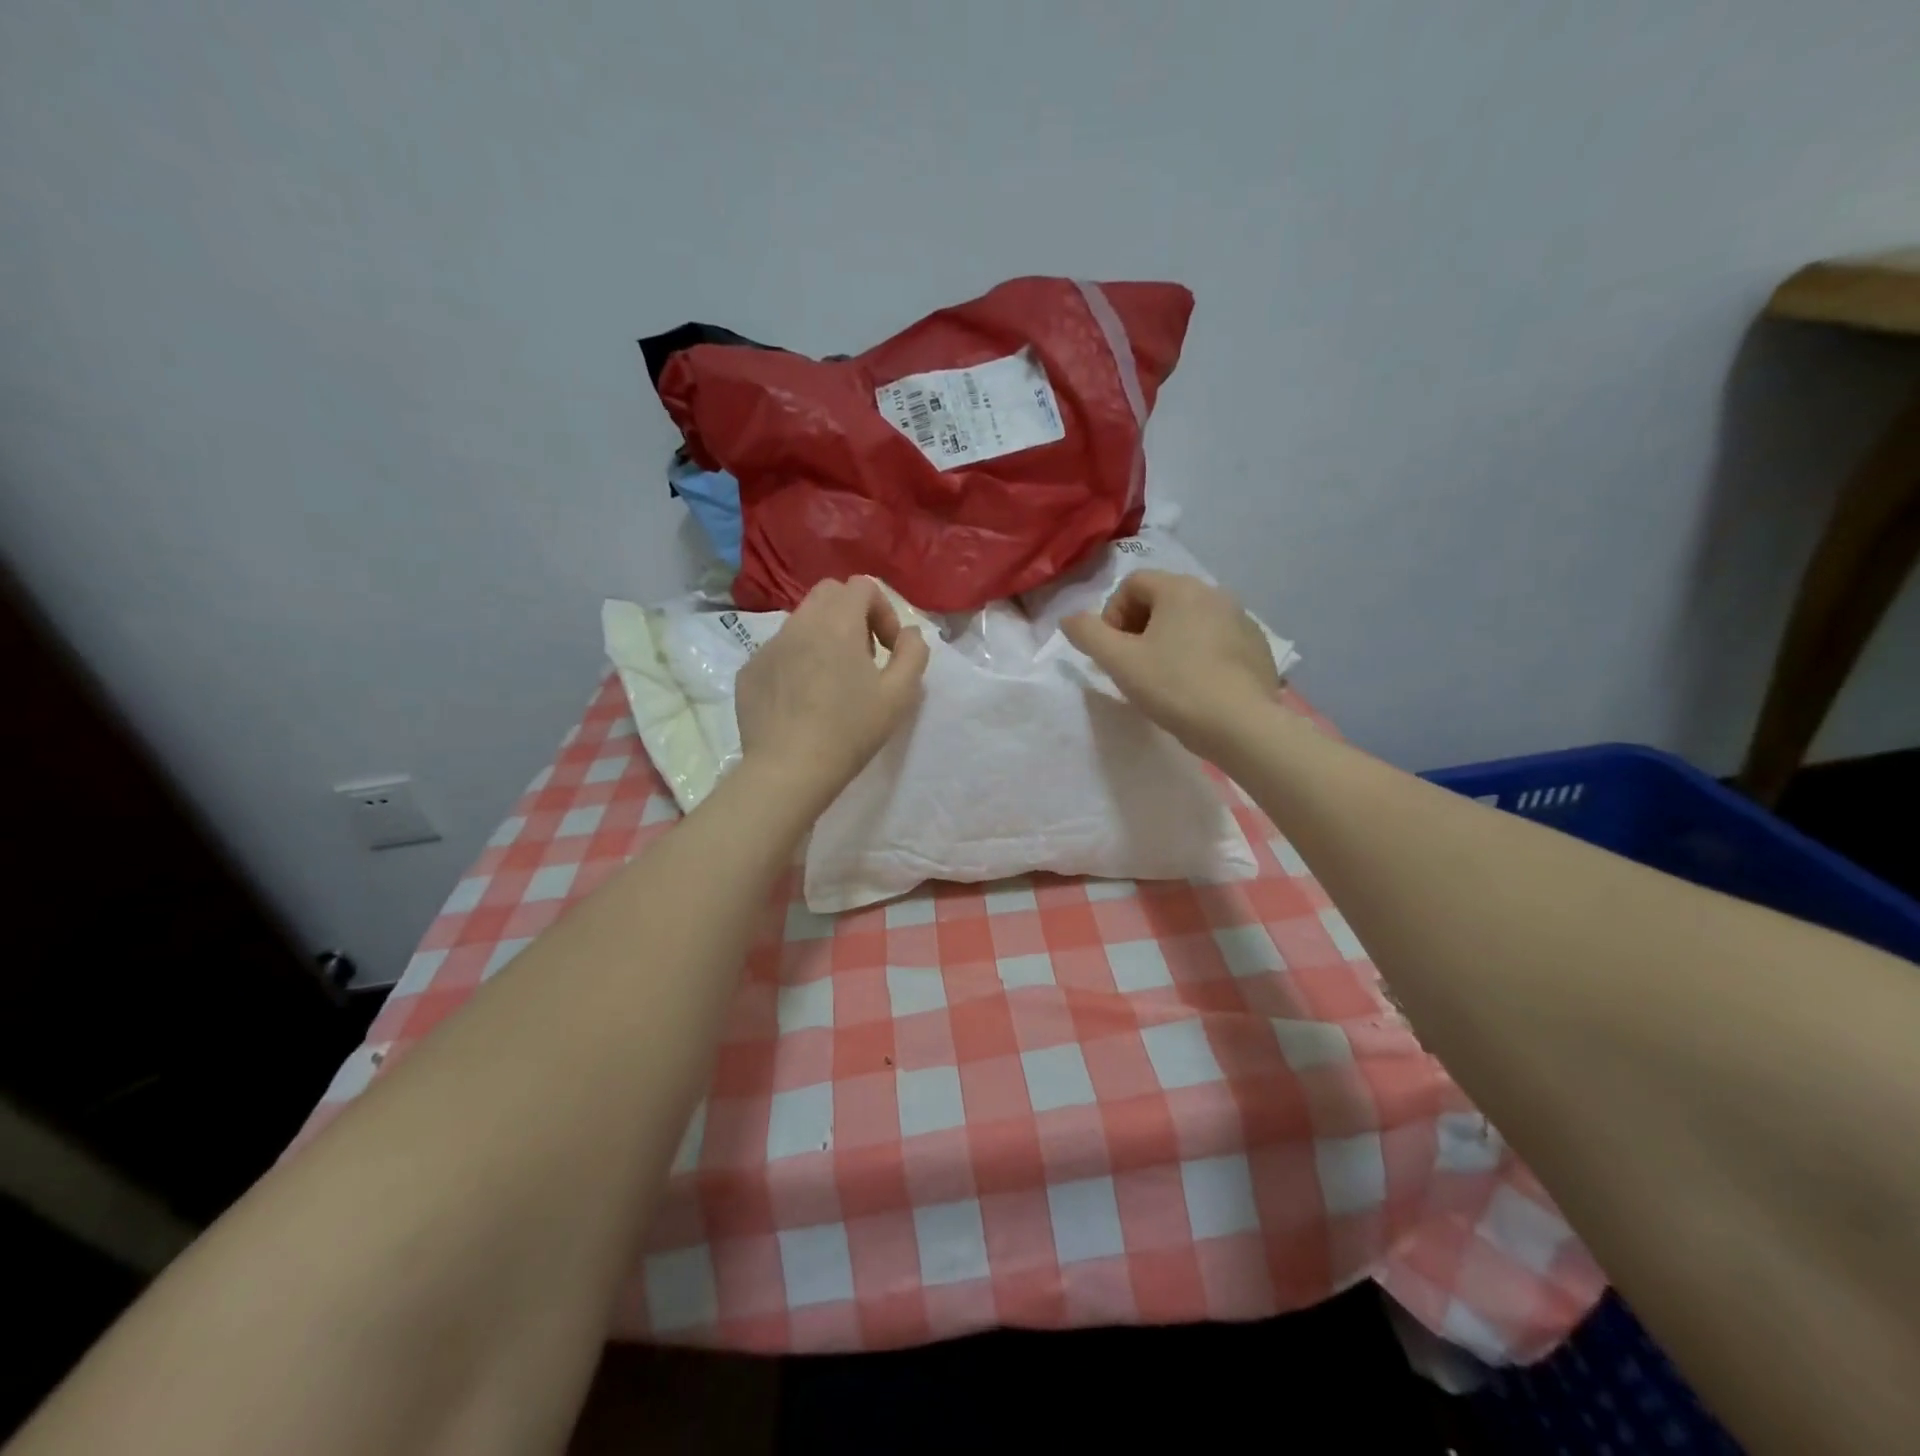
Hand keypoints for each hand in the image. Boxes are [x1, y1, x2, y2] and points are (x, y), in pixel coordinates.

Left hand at [736, 578, 929, 809]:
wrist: (788, 770)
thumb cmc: (850, 730)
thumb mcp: (900, 695)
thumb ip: (913, 653)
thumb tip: (908, 633)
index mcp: (838, 622)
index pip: (862, 585)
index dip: (883, 610)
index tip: (888, 648)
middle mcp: (799, 623)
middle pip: (828, 593)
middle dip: (852, 615)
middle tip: (863, 657)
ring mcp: (768, 646)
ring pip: (801, 623)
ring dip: (823, 638)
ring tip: (832, 682)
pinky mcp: (749, 671)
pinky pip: (778, 652)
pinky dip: (796, 663)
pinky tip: (802, 702)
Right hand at [1061, 570, 1279, 759]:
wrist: (1241, 725)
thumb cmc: (1174, 687)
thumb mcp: (1120, 662)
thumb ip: (1088, 634)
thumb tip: (1069, 618)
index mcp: (1180, 588)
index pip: (1132, 584)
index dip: (1111, 614)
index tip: (1111, 651)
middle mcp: (1214, 593)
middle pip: (1162, 599)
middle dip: (1138, 627)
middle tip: (1132, 665)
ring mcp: (1241, 619)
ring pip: (1190, 620)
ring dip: (1168, 641)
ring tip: (1162, 678)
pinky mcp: (1257, 646)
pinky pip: (1216, 639)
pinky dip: (1198, 654)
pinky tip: (1195, 686)